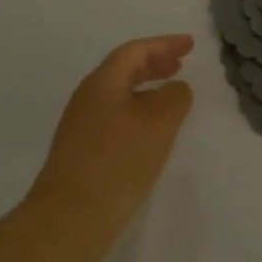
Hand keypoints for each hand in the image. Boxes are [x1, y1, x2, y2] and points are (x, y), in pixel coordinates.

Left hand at [27, 35, 195, 252]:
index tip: (191, 45)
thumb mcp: (158, 123)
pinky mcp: (85, 151)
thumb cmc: (117, 162)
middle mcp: (89, 98)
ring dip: (147, 88)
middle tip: (180, 64)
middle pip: (123, 70)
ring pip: (120, 94)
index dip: (164, 44)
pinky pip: (117, 116)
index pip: (135, 51)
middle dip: (154, 63)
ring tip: (171, 95)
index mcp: (103, 83)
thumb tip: (176, 89)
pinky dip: (139, 111)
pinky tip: (153, 131)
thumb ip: (174, 98)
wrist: (70, 217)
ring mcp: (83, 126)